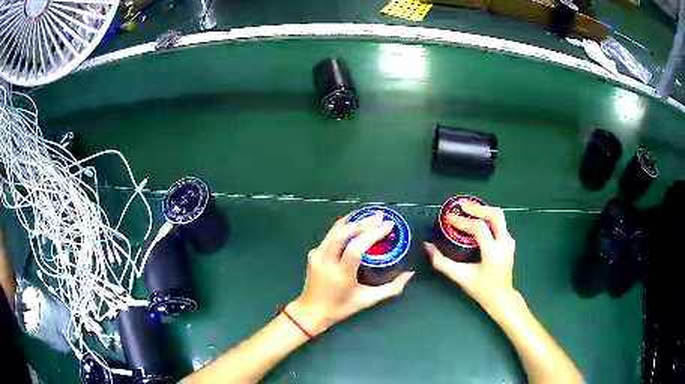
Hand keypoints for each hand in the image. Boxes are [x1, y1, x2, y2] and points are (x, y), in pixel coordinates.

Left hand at [288, 212, 414, 334]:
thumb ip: (391, 288)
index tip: (388, 225)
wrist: (311, 311)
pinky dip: (344, 228)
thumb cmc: (341, 308)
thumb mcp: (368, 300)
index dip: (372, 233)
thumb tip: (409, 273)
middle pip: (342, 233)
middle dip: (363, 221)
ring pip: (334, 230)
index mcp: (341, 275)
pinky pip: (330, 235)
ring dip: (353, 220)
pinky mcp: (313, 253)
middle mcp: (327, 262)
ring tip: (370, 216)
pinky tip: (355, 226)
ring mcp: (317, 255)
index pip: (356, 248)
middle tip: (380, 216)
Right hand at [424, 203, 519, 313]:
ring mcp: (509, 242)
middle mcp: (504, 243)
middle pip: (495, 215)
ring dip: (483, 211)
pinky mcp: (509, 242)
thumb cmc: (481, 289)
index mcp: (493, 252)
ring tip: (468, 210)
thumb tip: (428, 246)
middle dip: (478, 208)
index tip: (449, 218)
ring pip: (499, 217)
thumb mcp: (460, 276)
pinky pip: (499, 223)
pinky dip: (487, 218)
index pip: (479, 228)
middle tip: (462, 206)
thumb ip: (441, 262)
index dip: (463, 221)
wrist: (501, 298)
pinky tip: (477, 220)